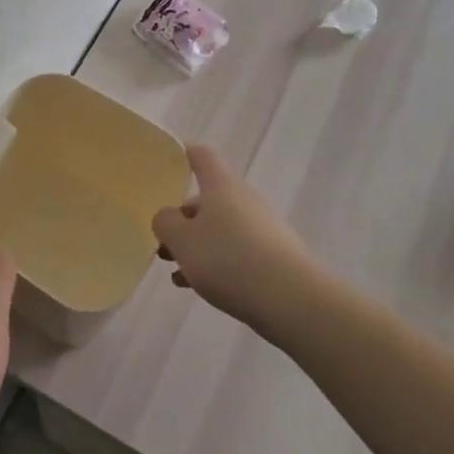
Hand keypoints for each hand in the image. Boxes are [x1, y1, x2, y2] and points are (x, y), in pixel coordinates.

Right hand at [151, 144, 325, 335]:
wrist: (291, 299)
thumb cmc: (228, 259)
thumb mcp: (182, 240)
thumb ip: (165, 223)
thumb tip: (167, 216)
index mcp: (221, 186)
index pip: (201, 157)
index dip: (184, 154)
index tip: (168, 159)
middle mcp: (244, 200)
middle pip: (208, 199)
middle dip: (183, 218)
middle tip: (162, 240)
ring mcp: (262, 228)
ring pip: (220, 229)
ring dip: (196, 245)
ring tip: (174, 270)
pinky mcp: (273, 257)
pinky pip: (235, 252)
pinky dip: (214, 263)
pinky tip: (196, 287)